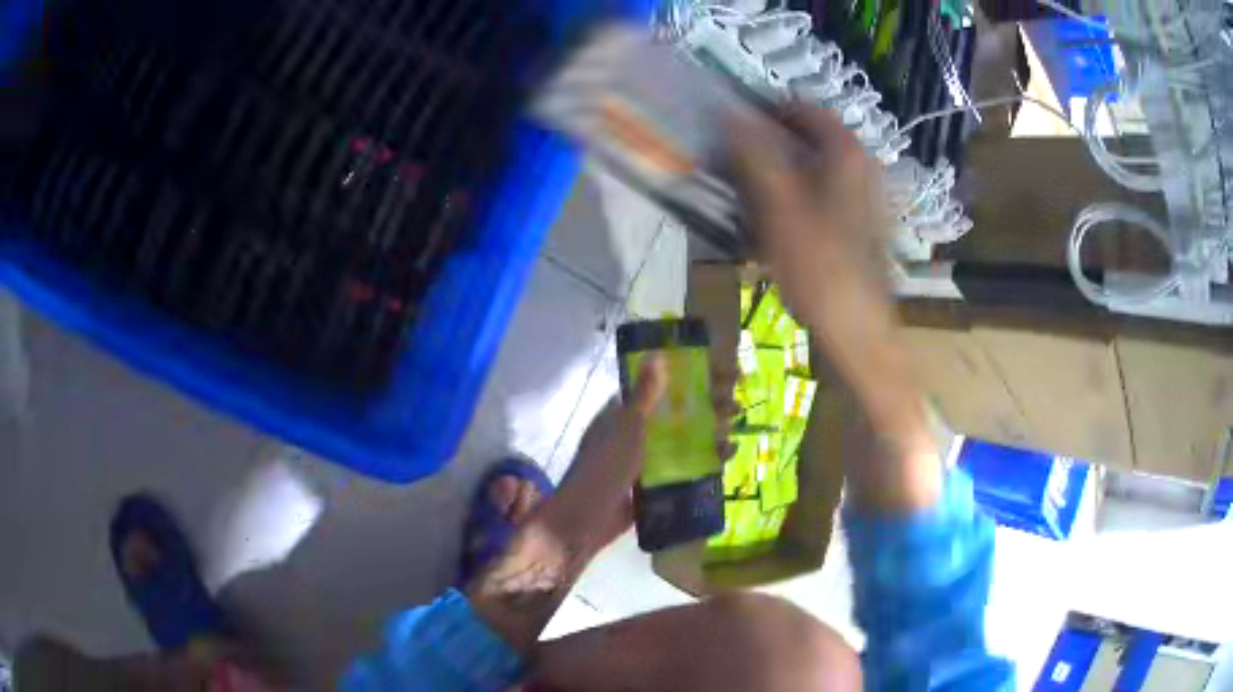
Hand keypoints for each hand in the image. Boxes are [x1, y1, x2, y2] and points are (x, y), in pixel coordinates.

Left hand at [550, 355, 736, 550]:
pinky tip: (725, 458)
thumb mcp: (626, 427)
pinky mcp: (654, 485)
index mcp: (623, 414)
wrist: (586, 521)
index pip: (661, 388)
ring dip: (709, 435)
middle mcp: (634, 433)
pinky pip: (682, 469)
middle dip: (707, 408)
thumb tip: (657, 353)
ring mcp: (644, 461)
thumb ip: (645, 394)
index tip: (719, 375)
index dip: (690, 378)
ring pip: (682, 442)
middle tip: (737, 406)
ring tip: (735, 432)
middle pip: (676, 415)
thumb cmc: (604, 467)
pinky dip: (704, 463)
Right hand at [728, 106, 900, 392]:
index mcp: (846, 151)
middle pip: (806, 137)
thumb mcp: (778, 205)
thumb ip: (753, 152)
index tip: (730, 130)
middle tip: (733, 167)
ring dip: (777, 174)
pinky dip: (794, 197)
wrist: (857, 328)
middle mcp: (861, 163)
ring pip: (811, 167)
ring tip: (747, 198)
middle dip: (766, 146)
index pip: (800, 107)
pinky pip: (821, 193)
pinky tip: (775, 225)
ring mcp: (865, 194)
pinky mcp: (860, 221)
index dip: (762, 112)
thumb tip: (729, 112)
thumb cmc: (819, 266)